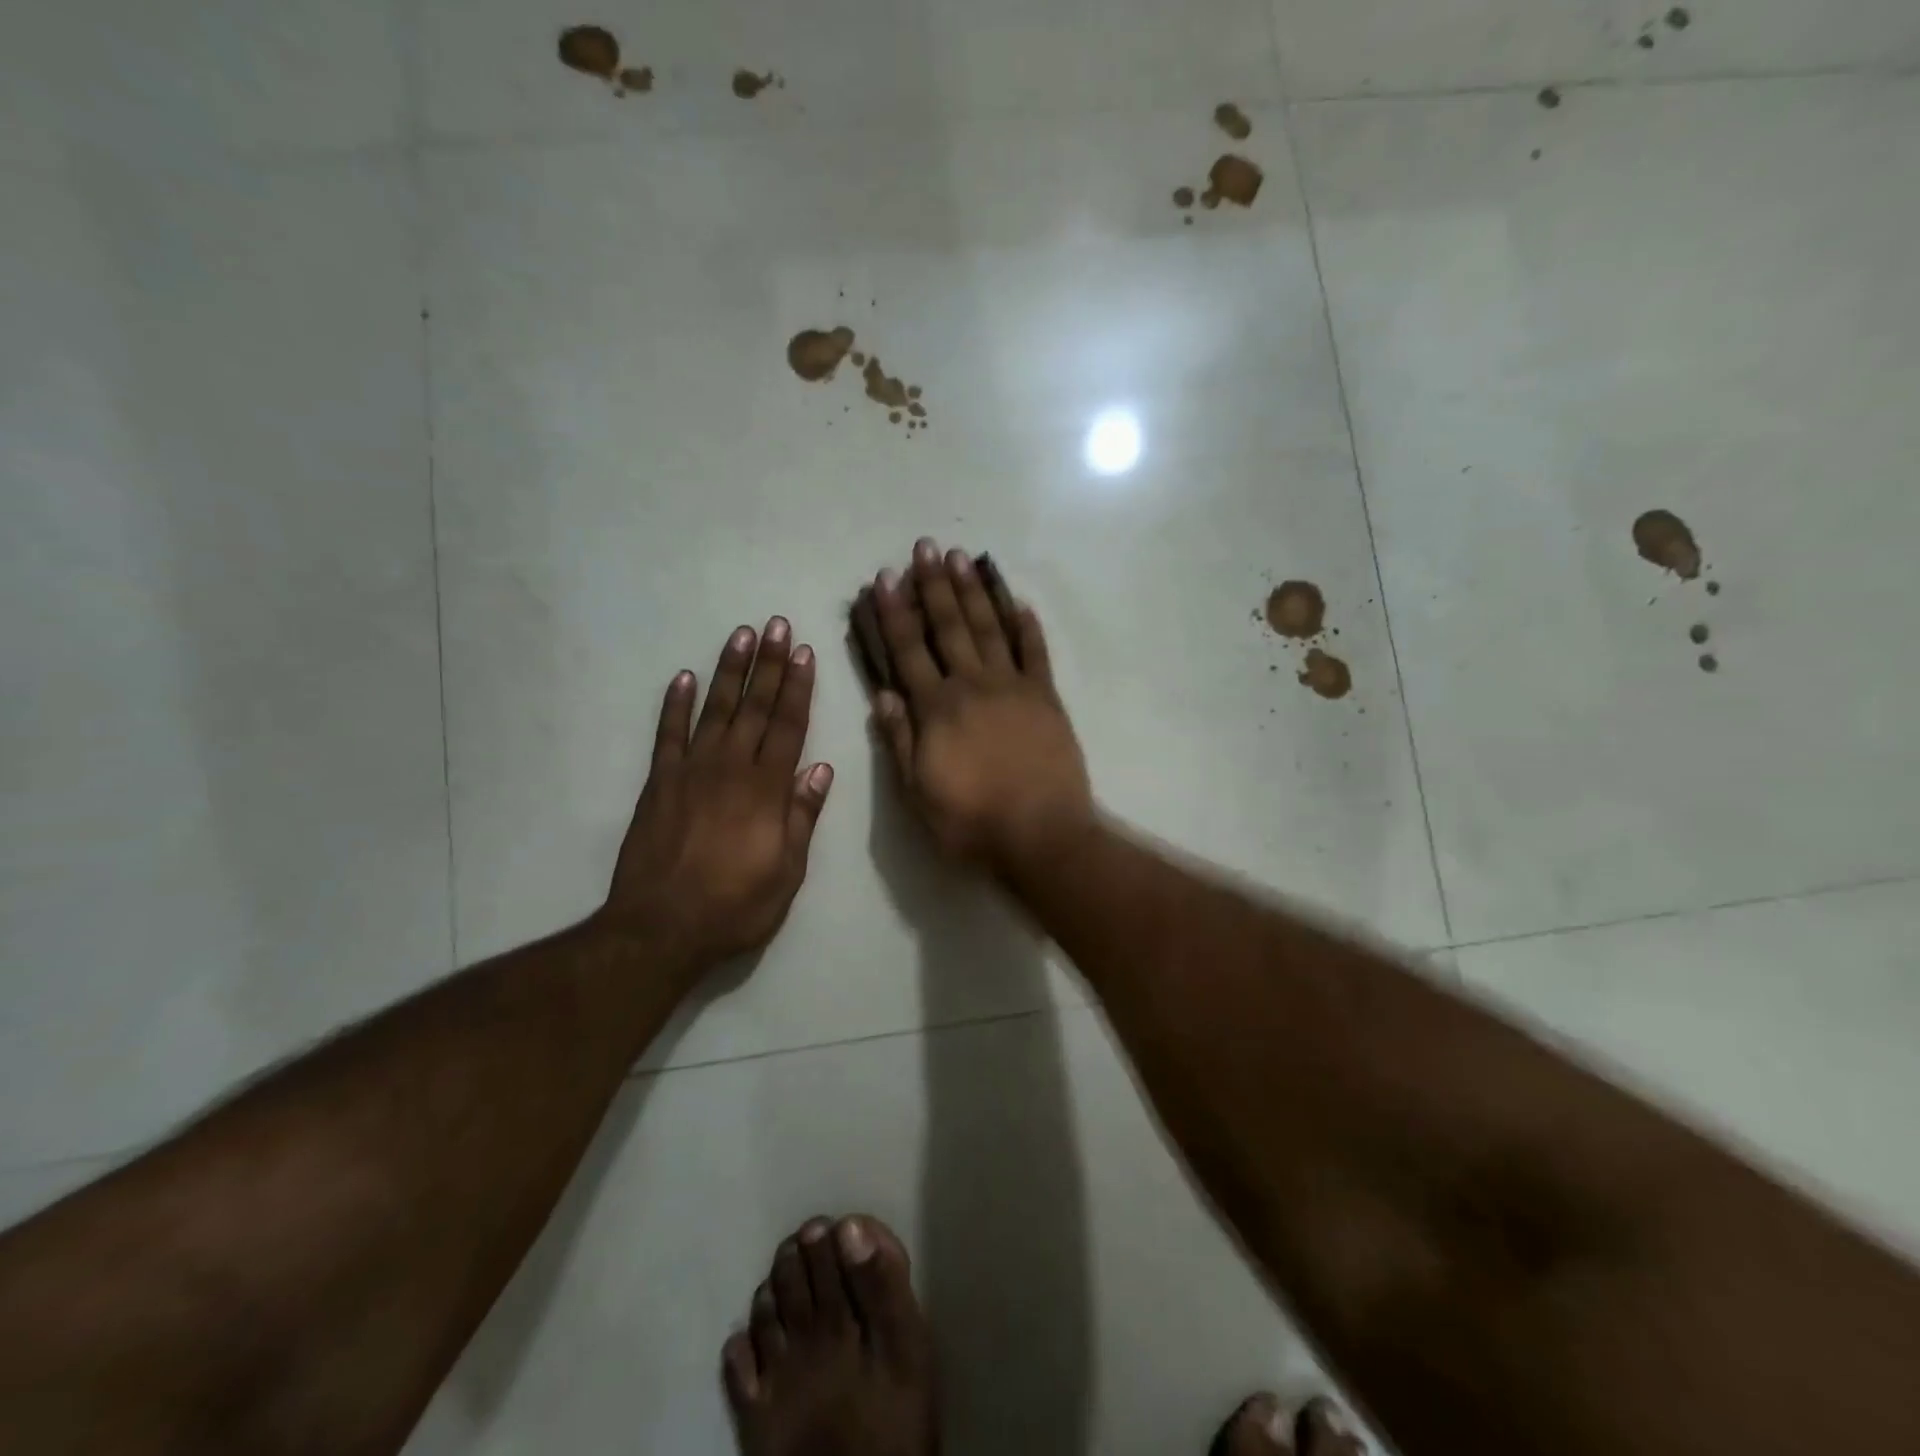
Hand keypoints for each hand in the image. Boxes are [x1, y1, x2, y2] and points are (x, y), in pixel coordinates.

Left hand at [600, 619, 833, 975]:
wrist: (659, 929)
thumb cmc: (735, 906)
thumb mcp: (786, 872)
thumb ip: (802, 817)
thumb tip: (821, 769)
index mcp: (767, 790)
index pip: (788, 727)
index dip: (798, 688)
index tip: (804, 653)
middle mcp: (730, 769)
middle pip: (754, 707)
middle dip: (769, 664)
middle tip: (777, 625)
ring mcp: (690, 772)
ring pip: (715, 710)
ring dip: (729, 671)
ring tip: (741, 635)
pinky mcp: (658, 783)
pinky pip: (668, 734)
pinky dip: (676, 704)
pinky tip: (685, 677)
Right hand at [863, 539, 1092, 867]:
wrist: (1042, 836)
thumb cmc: (971, 822)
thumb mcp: (918, 793)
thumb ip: (900, 741)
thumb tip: (884, 695)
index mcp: (937, 709)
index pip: (909, 651)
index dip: (896, 614)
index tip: (886, 579)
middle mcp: (973, 686)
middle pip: (950, 627)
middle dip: (934, 586)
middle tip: (925, 547)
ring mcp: (1014, 688)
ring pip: (989, 629)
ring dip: (974, 591)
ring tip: (962, 558)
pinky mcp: (1047, 698)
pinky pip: (1035, 653)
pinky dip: (1026, 626)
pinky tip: (1017, 602)